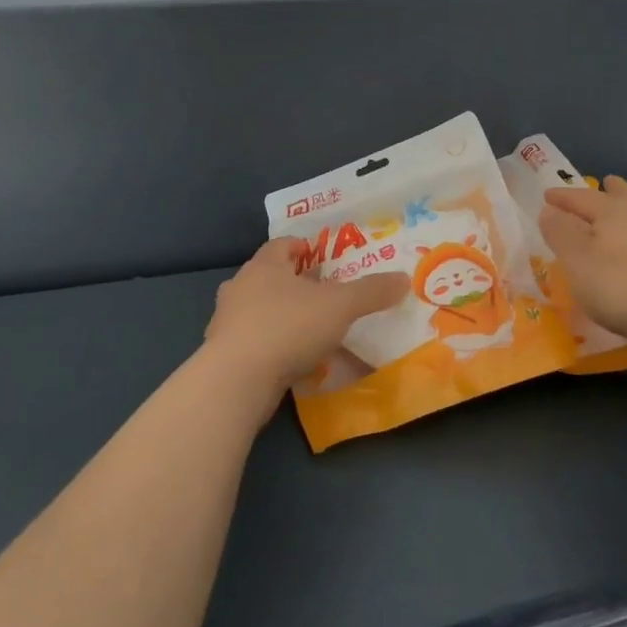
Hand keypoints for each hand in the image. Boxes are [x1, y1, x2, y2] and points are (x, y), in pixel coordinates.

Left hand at [204, 238, 407, 400]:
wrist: (236, 381)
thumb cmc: (288, 327)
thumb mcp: (341, 305)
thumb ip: (371, 291)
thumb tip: (403, 279)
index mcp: (264, 265)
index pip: (283, 244)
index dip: (305, 248)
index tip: (327, 262)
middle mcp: (240, 287)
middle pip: (270, 276)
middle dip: (295, 284)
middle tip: (325, 296)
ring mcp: (227, 322)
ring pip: (259, 310)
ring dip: (282, 317)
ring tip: (312, 331)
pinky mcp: (223, 355)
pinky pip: (254, 342)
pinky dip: (272, 347)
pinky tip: (293, 361)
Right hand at [538, 177, 626, 354]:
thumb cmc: (621, 285)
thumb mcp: (578, 261)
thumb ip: (560, 233)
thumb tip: (549, 209)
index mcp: (611, 208)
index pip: (580, 197)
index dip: (561, 198)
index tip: (546, 197)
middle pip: (619, 194)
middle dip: (605, 190)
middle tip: (598, 185)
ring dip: (625, 206)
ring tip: (617, 211)